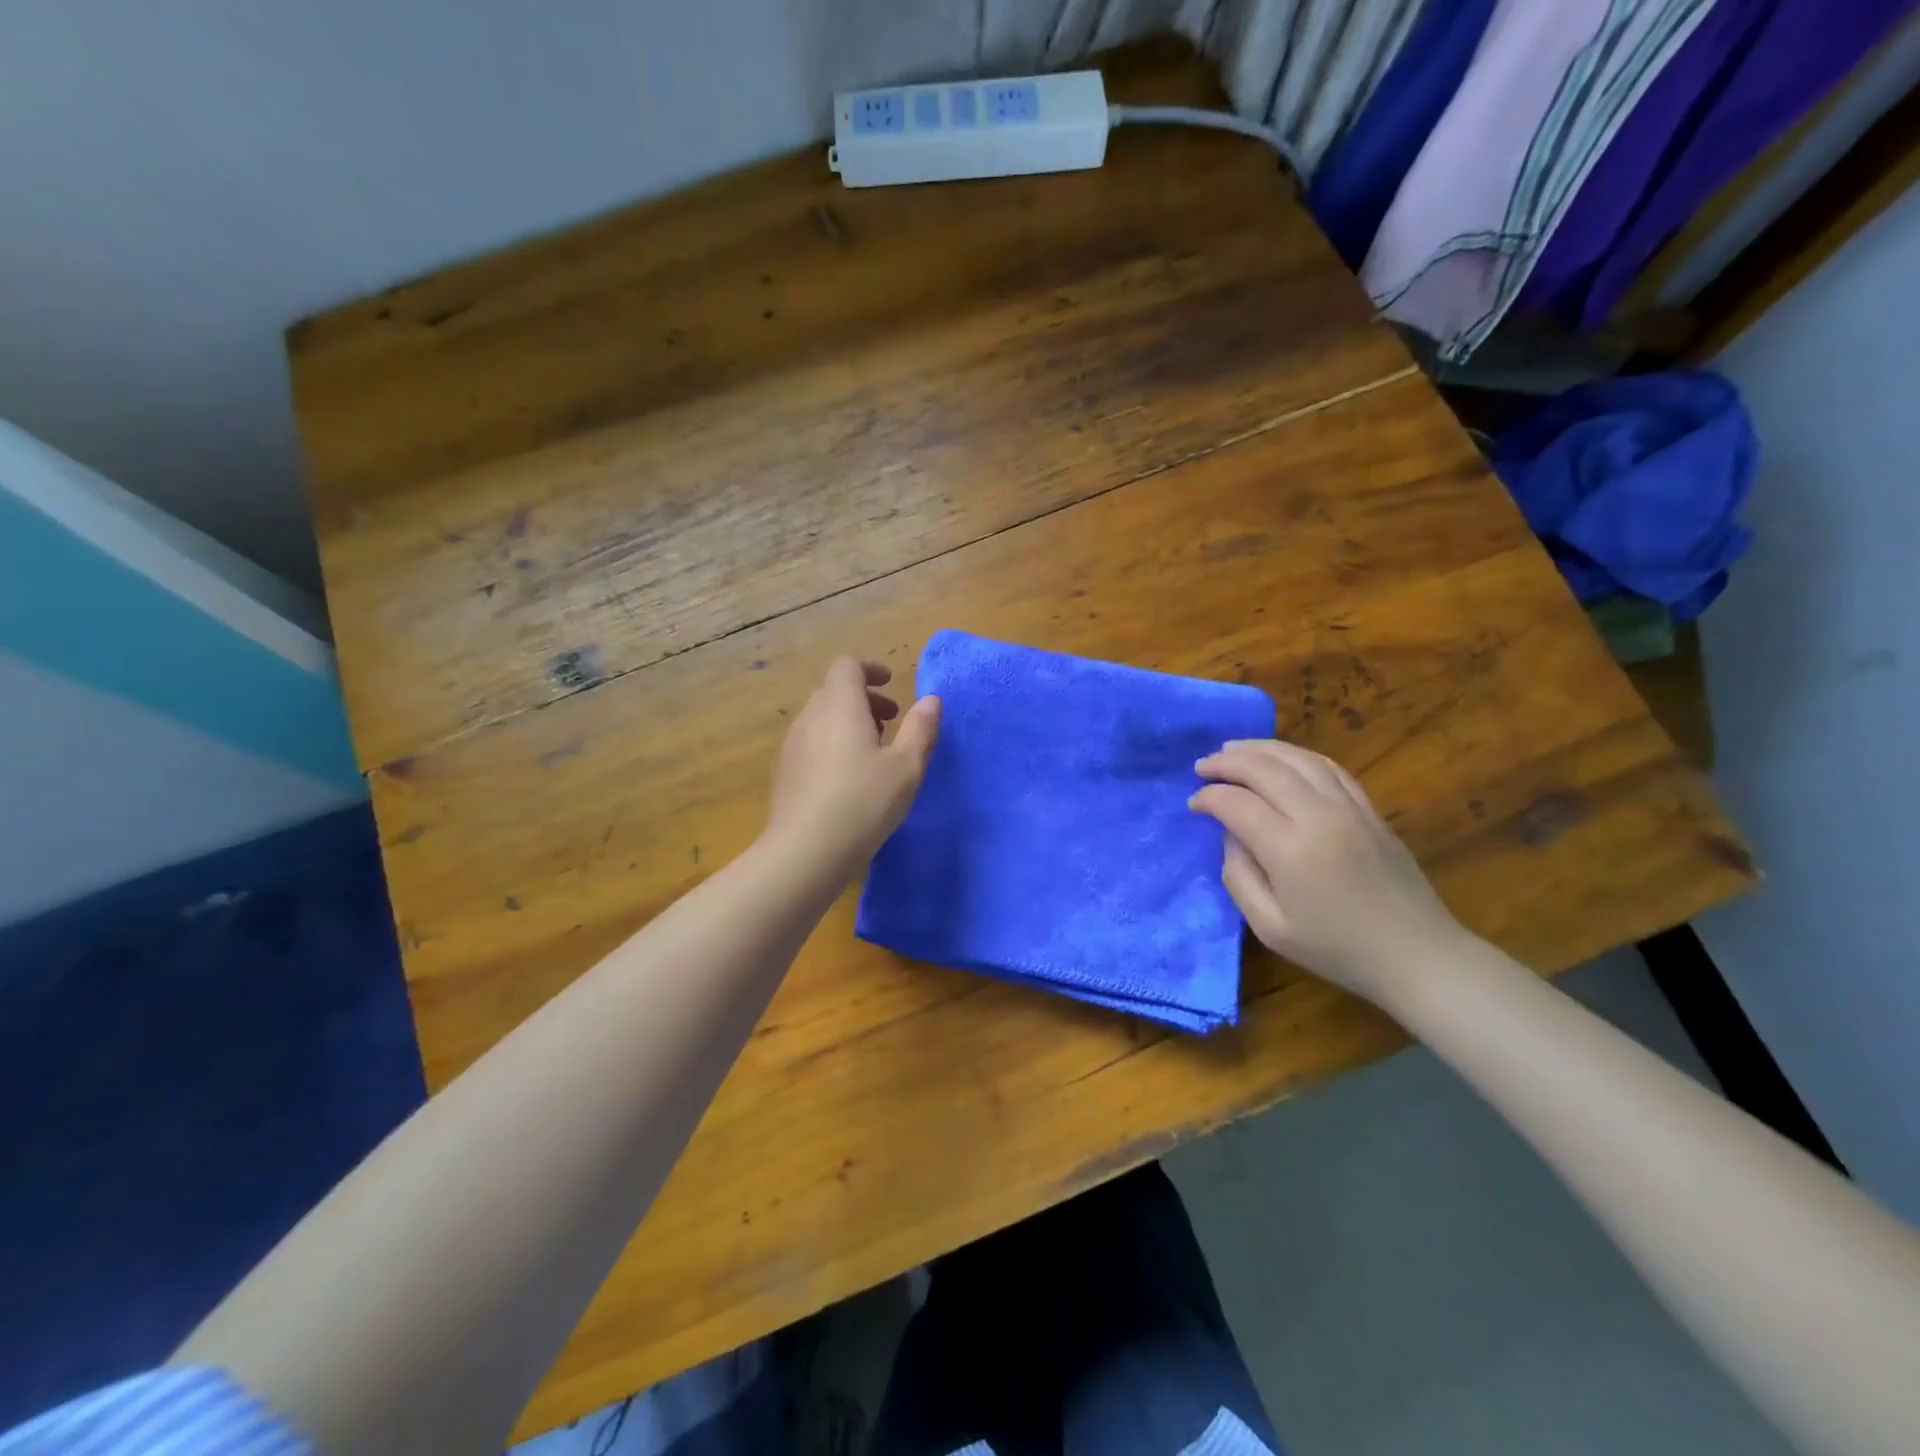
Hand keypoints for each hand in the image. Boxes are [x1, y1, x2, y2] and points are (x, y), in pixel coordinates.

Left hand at [765, 658, 940, 871]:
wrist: (806, 850)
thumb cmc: (864, 801)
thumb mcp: (906, 766)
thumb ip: (920, 729)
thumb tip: (931, 700)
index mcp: (840, 705)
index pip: (847, 666)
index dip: (870, 670)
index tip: (891, 685)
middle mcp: (810, 717)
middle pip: (834, 691)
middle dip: (864, 699)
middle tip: (890, 722)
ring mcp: (792, 745)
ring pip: (821, 718)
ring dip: (847, 723)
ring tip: (873, 752)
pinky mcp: (784, 772)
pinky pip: (810, 743)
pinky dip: (831, 744)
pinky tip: (848, 779)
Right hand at [1189, 739, 1466, 1007]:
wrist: (1417, 955)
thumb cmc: (1337, 949)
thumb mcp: (1270, 928)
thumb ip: (1239, 877)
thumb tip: (1231, 836)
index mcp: (1290, 850)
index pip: (1237, 804)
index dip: (1209, 798)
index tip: (1194, 805)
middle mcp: (1319, 816)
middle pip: (1265, 769)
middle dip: (1227, 762)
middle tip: (1202, 766)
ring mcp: (1350, 808)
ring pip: (1297, 758)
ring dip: (1259, 749)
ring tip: (1232, 750)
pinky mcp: (1370, 809)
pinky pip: (1329, 767)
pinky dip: (1298, 756)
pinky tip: (1281, 759)